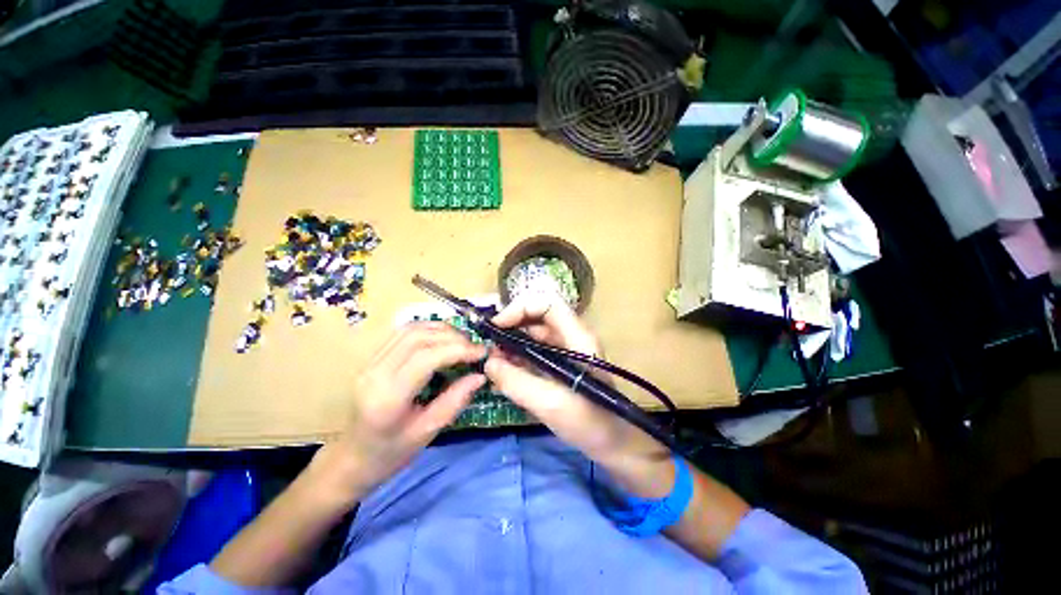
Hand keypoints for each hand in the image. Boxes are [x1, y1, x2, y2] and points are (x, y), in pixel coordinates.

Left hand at [314, 322, 485, 502]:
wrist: (352, 458)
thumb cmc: (391, 453)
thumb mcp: (428, 433)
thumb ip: (455, 401)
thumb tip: (480, 376)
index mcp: (388, 397)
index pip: (426, 358)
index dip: (458, 349)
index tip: (482, 352)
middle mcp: (375, 373)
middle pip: (418, 337)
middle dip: (453, 337)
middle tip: (475, 346)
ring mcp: (370, 362)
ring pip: (410, 329)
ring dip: (441, 329)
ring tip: (463, 340)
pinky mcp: (372, 358)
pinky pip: (402, 333)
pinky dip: (428, 329)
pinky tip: (443, 338)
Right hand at [483, 296, 671, 486]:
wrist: (613, 443)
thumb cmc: (590, 422)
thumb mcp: (551, 404)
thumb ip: (517, 382)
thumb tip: (489, 363)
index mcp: (577, 337)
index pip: (547, 304)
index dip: (520, 308)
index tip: (497, 327)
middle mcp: (571, 337)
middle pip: (537, 317)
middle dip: (511, 327)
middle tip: (489, 347)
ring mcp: (565, 351)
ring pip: (533, 335)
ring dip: (511, 344)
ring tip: (492, 363)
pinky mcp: (559, 365)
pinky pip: (534, 352)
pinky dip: (517, 358)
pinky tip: (503, 372)